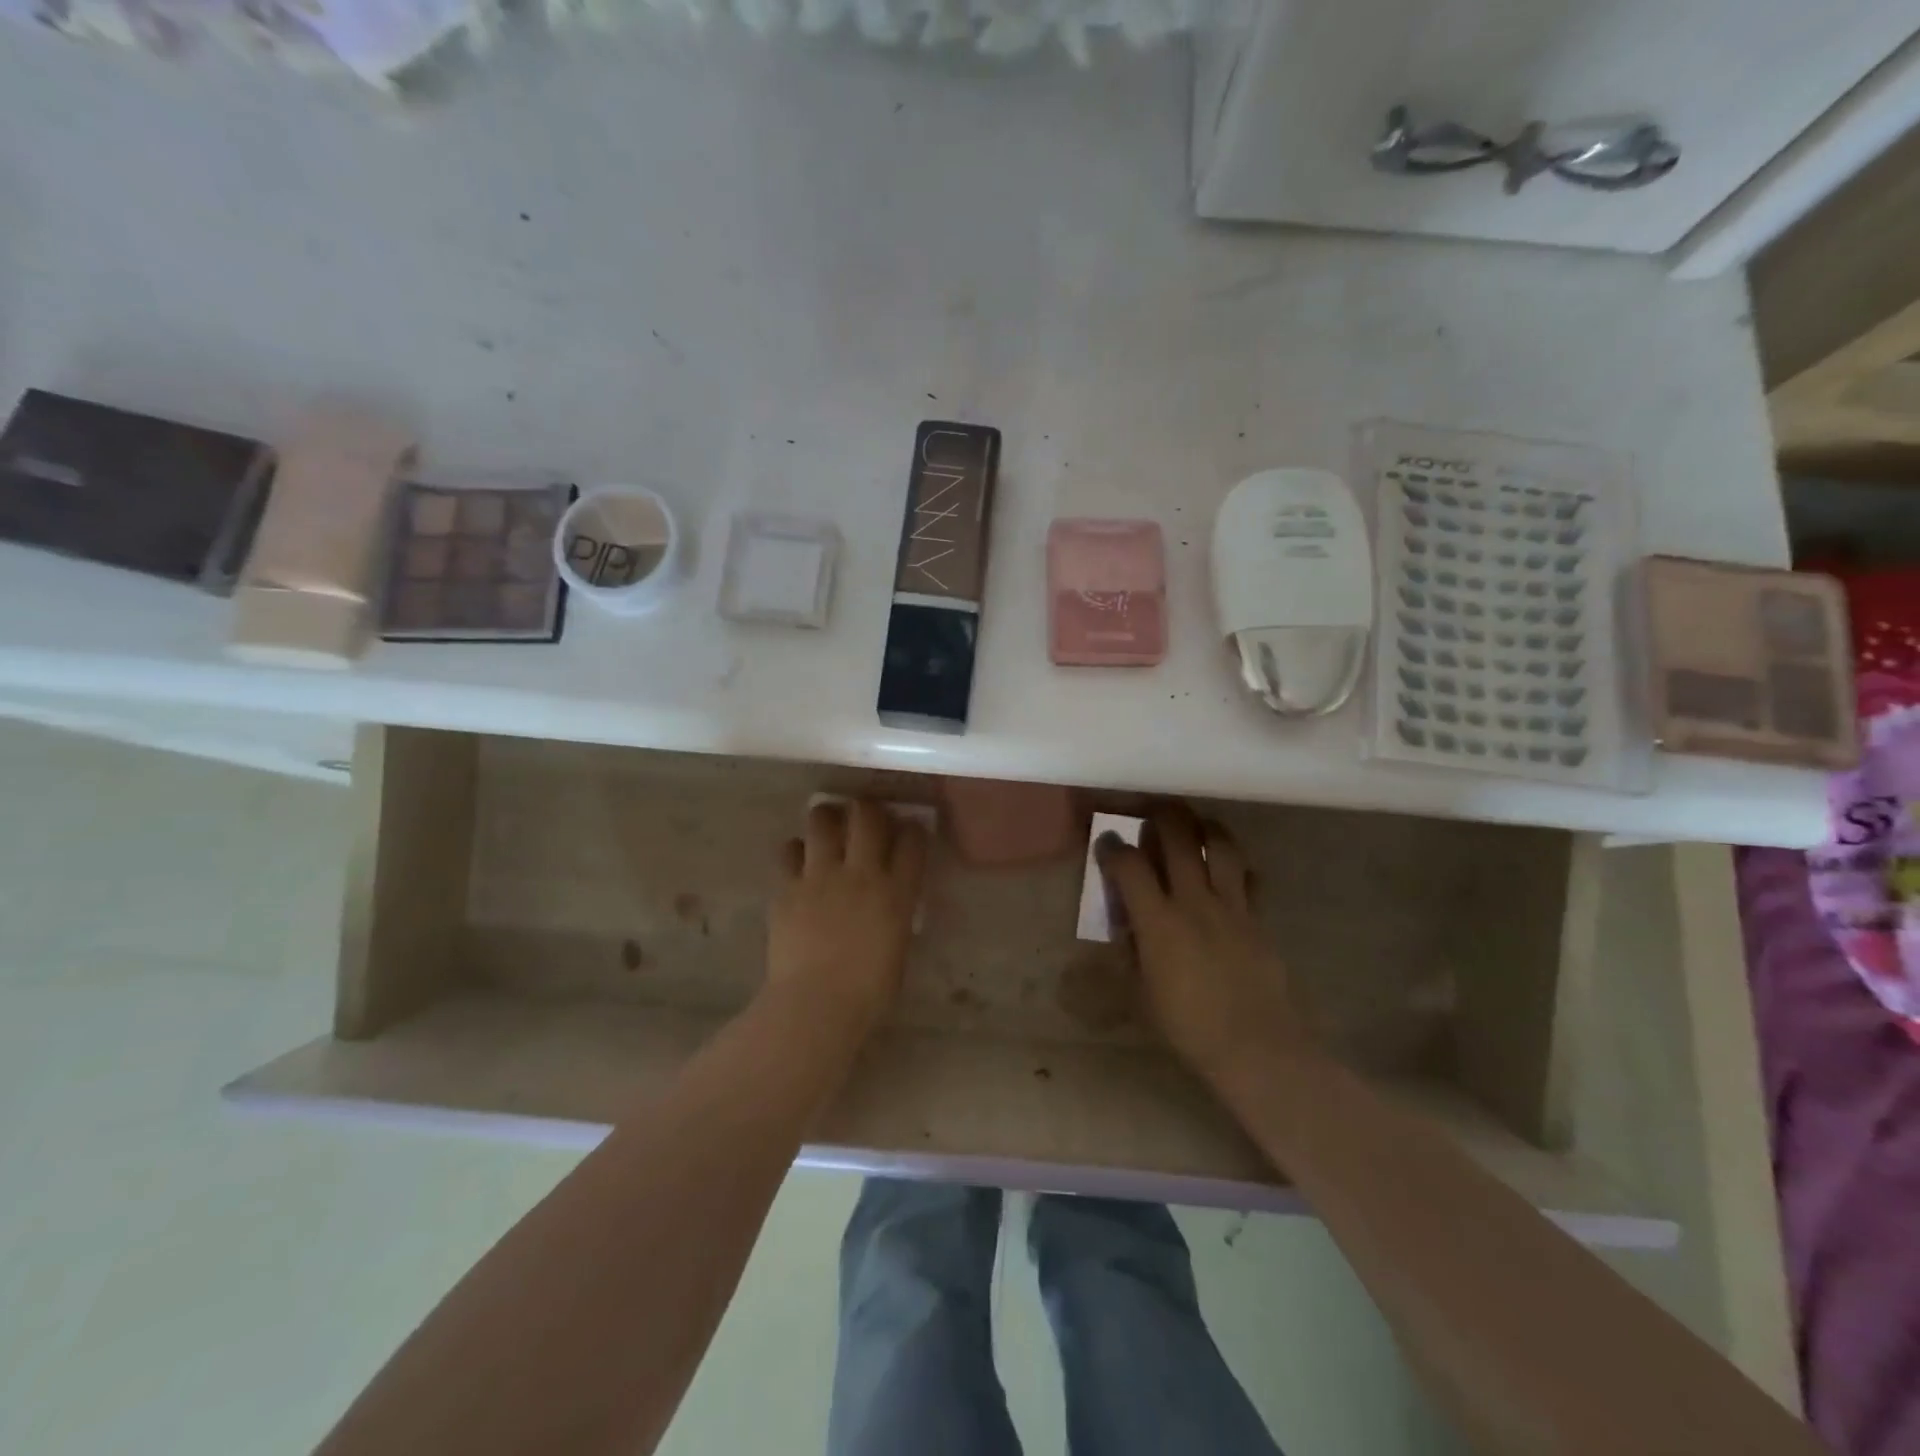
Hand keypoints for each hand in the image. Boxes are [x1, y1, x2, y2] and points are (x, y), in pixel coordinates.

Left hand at [767, 800, 929, 1039]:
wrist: (816, 1004)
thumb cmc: (868, 991)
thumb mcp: (898, 946)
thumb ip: (895, 912)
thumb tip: (890, 897)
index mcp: (896, 892)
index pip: (912, 841)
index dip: (912, 829)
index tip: (908, 831)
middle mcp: (861, 873)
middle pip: (867, 816)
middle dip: (868, 809)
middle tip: (865, 816)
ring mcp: (820, 876)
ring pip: (822, 820)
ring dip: (828, 818)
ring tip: (829, 825)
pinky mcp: (787, 886)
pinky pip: (788, 850)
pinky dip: (795, 850)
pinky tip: (799, 860)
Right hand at [1096, 806, 1314, 1086]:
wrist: (1256, 1047)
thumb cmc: (1188, 1026)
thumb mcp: (1141, 993)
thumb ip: (1131, 951)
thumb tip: (1130, 926)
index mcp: (1158, 921)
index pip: (1128, 865)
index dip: (1112, 847)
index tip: (1105, 841)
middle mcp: (1194, 901)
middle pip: (1178, 839)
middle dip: (1161, 816)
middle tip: (1151, 809)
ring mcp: (1232, 906)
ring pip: (1221, 846)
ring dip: (1204, 827)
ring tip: (1194, 824)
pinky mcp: (1258, 919)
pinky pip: (1249, 878)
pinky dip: (1238, 867)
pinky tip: (1231, 870)